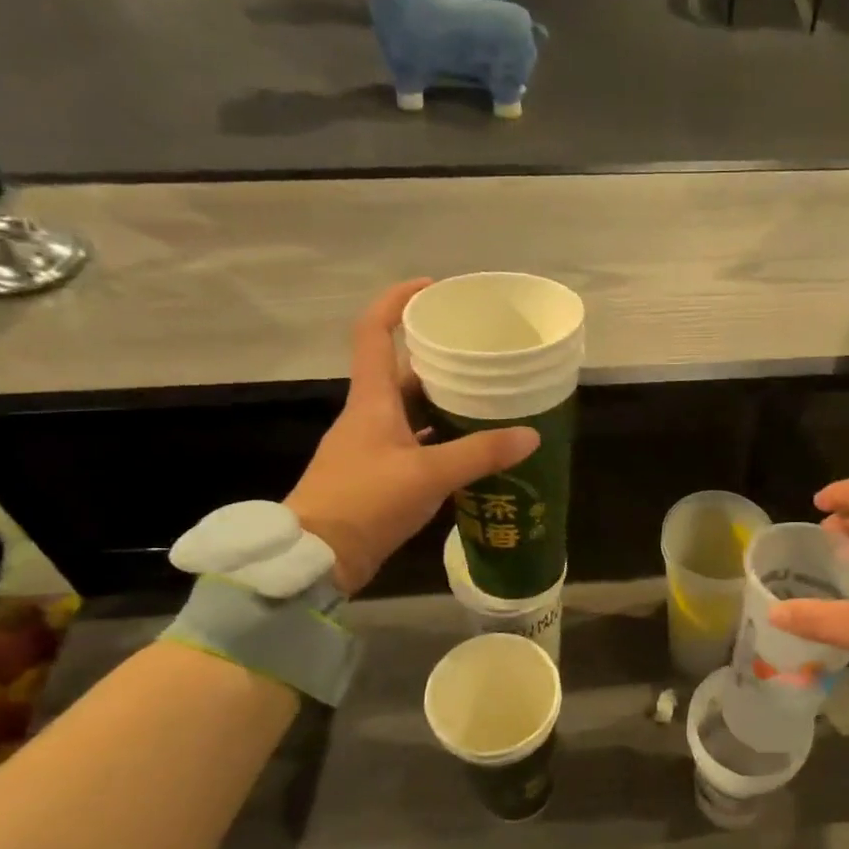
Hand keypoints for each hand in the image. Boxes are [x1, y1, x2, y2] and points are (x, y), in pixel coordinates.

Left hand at [286, 279, 538, 594]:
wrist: (317, 558)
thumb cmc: (365, 502)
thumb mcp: (428, 475)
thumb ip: (480, 454)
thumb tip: (531, 435)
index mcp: (371, 400)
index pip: (374, 333)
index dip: (397, 302)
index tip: (431, 289)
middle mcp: (369, 416)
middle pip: (403, 373)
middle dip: (439, 359)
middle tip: (482, 356)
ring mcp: (372, 448)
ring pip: (411, 412)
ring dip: (444, 404)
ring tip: (488, 400)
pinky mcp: (378, 477)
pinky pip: (415, 445)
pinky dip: (441, 442)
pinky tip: (471, 451)